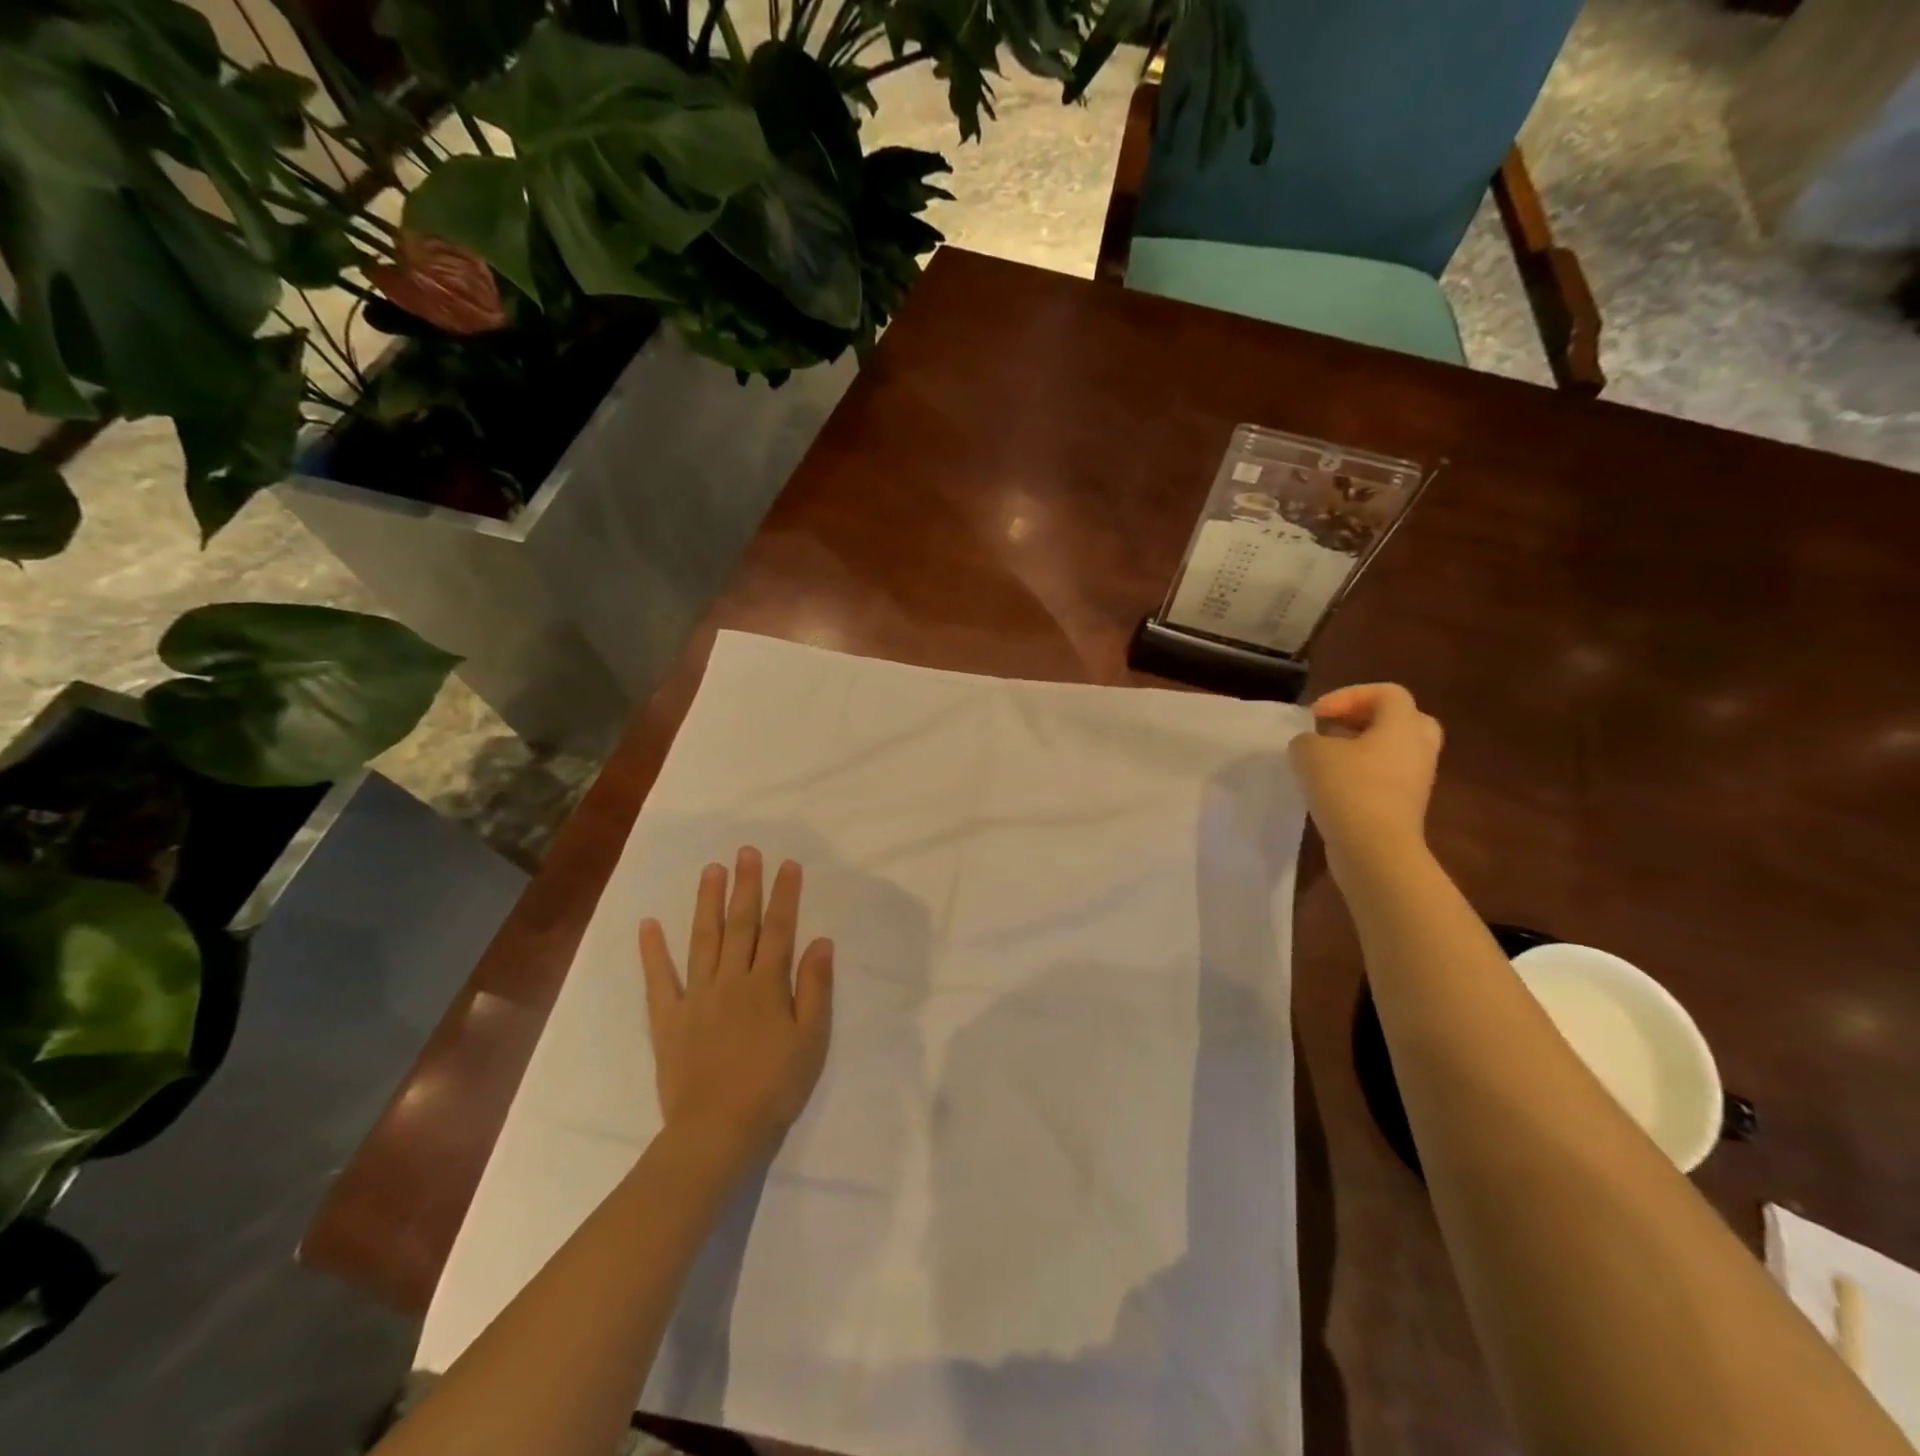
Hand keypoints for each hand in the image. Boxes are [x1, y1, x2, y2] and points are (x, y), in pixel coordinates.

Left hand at [639, 847, 833, 1168]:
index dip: (785, 894)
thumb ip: (815, 988)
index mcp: (766, 985)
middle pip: (740, 924)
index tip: (788, 864)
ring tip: (709, 870)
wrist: (717, 1131)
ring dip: (707, 902)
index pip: (779, 929)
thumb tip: (821, 941)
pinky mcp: (668, 1019)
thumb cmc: (774, 1086)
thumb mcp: (811, 1040)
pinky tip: (648, 923)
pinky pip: (659, 979)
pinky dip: (653, 951)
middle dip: (745, 885)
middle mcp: (730, 980)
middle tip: (745, 851)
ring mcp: (695, 997)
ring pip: (703, 939)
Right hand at [1288, 684, 1442, 864]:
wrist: (1375, 850)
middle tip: (1335, 729)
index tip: (1316, 715)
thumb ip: (1306, 739)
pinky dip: (1361, 775)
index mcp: (1403, 726)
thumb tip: (1311, 745)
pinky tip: (1330, 787)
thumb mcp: (1310, 752)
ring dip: (1360, 749)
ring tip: (1325, 760)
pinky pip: (1386, 777)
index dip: (1348, 695)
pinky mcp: (1405, 806)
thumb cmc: (1348, 789)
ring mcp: (1416, 780)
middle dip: (1365, 719)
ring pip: (1392, 751)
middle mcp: (1418, 748)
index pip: (1386, 692)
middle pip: (1401, 719)